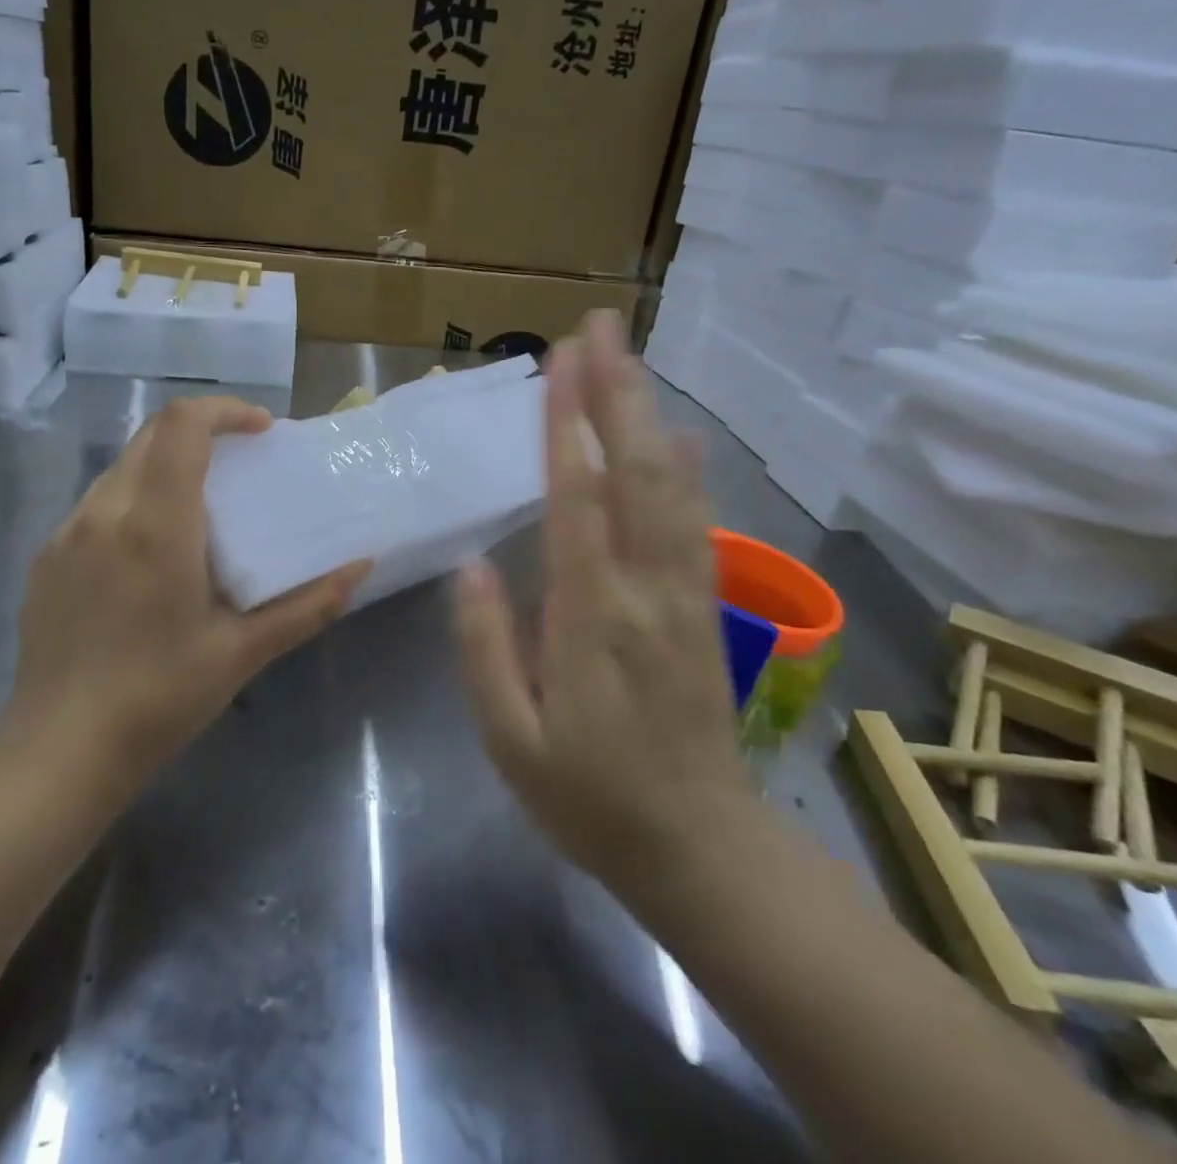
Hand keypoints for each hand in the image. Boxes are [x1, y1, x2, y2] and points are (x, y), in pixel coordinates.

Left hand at [10, 397, 369, 791]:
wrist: (59, 753)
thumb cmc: (160, 697)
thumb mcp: (243, 651)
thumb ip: (308, 604)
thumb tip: (361, 567)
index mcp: (155, 525)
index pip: (182, 426)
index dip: (225, 411)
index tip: (260, 430)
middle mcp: (104, 512)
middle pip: (151, 435)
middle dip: (201, 433)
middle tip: (240, 464)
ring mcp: (66, 533)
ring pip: (122, 468)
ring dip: (165, 466)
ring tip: (198, 509)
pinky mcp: (46, 558)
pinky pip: (96, 504)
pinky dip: (133, 500)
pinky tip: (150, 553)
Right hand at [454, 311, 752, 895]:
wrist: (700, 849)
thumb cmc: (590, 798)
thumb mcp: (511, 740)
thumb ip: (486, 648)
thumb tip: (472, 565)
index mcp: (591, 618)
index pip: (578, 500)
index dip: (568, 425)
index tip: (559, 362)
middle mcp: (646, 590)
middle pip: (635, 473)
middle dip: (616, 392)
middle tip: (599, 328)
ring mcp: (686, 595)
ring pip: (672, 487)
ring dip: (649, 416)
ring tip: (629, 359)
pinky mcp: (704, 608)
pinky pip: (696, 523)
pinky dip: (686, 470)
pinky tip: (678, 436)